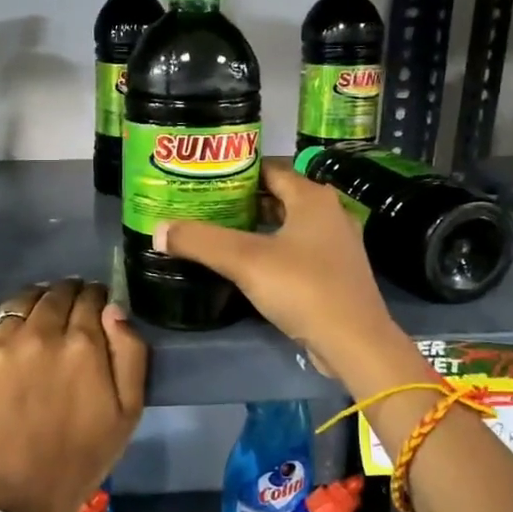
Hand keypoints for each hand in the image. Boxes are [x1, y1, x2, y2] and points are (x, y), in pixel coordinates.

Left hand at [0, 279, 148, 511]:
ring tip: (38, 319)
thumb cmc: (83, 455)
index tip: (96, 309)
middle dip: (69, 295)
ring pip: (21, 299)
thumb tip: (113, 309)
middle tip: (70, 312)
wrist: (20, 495)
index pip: (91, 297)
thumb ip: (130, 352)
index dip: (97, 299)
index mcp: (83, 344)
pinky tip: (5, 333)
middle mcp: (40, 333)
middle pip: (56, 292)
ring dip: (35, 301)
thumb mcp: (129, 410)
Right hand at [153, 161, 403, 379]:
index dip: (235, 171)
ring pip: (287, 226)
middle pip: (278, 197)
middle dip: (242, 200)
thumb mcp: (245, 260)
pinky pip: (297, 251)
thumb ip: (200, 241)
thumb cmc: (303, 288)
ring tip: (218, 232)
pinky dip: (272, 251)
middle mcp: (329, 213)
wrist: (354, 342)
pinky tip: (247, 265)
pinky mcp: (335, 273)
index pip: (269, 169)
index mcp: (312, 198)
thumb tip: (158, 230)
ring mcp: (335, 245)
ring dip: (256, 228)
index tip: (204, 179)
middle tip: (204, 206)